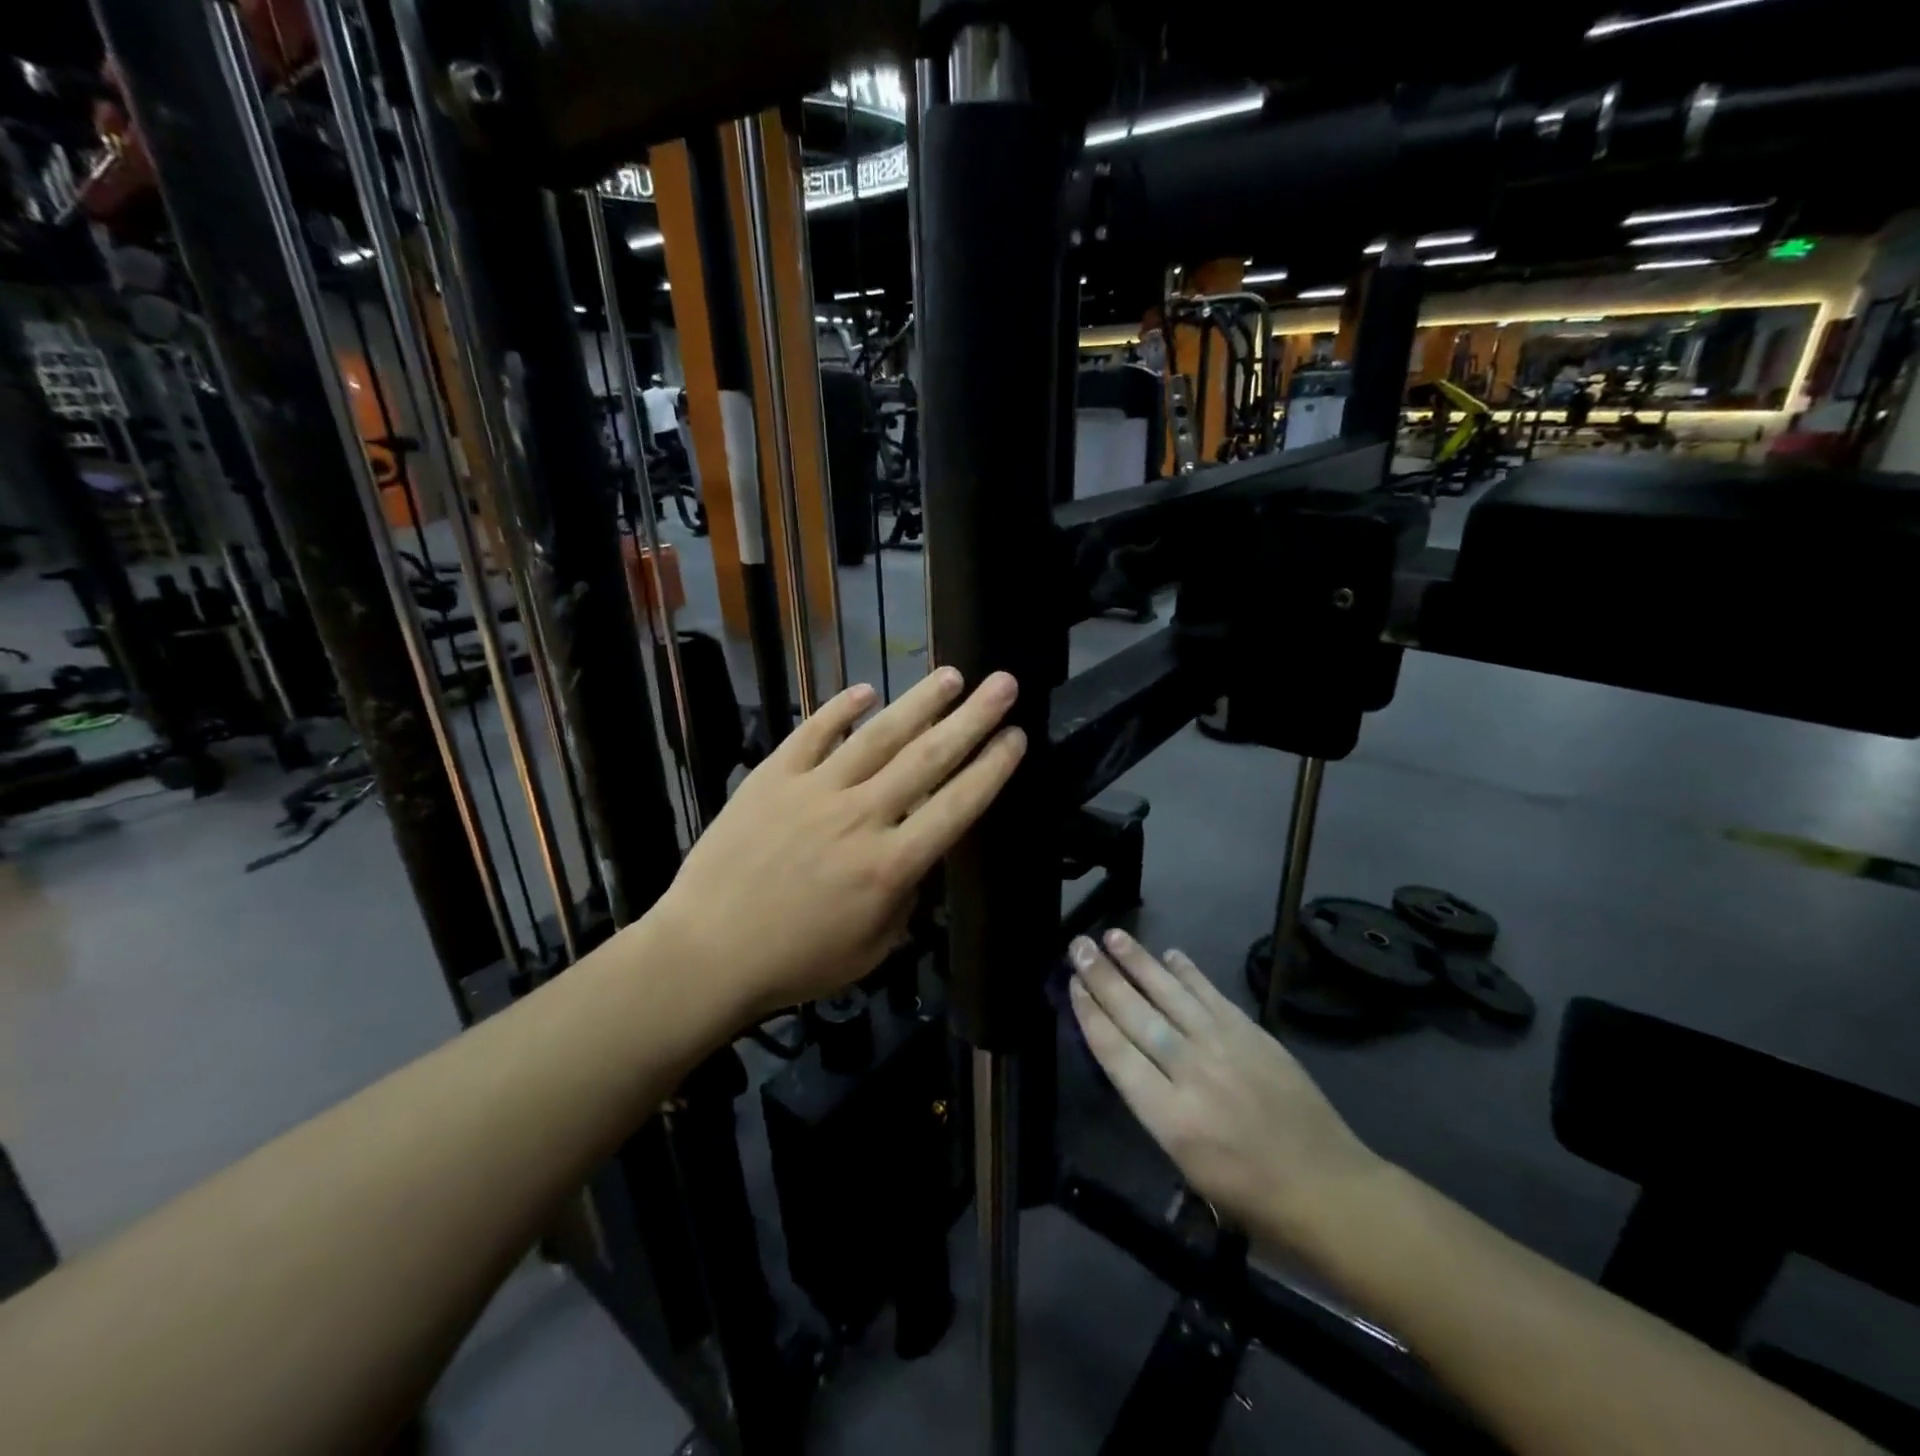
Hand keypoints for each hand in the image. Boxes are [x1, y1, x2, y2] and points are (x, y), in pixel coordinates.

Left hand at [657, 668, 1024, 1018]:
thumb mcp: (872, 948)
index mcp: (891, 865)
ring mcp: (815, 790)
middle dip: (973, 718)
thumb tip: (916, 856)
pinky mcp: (773, 777)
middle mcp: (862, 816)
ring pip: (878, 736)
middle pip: (928, 758)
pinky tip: (866, 690)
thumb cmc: (796, 962)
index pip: (957, 805)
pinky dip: (840, 709)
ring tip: (951, 675)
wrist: (707, 953)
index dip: (992, 767)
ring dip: (919, 702)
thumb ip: (905, 897)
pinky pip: (812, 733)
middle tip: (1004, 683)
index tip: (1017, 735)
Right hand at [1068, 930, 1382, 1249]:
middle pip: (1136, 1015)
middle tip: (1079, 945)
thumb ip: (1155, 1109)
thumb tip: (1132, 1062)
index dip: (1090, 1014)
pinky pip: (1212, 995)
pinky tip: (1170, 954)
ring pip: (1171, 994)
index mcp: (1170, 1117)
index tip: (1072, 985)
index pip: (1116, 1053)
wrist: (1328, 1189)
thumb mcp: (1186, 1167)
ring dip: (1139, 962)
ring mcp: (1224, 1047)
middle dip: (1103, 978)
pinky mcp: (1253, 1034)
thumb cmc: (1250, 1197)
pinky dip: (1189, 973)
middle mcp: (1191, 1072)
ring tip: (1113, 935)